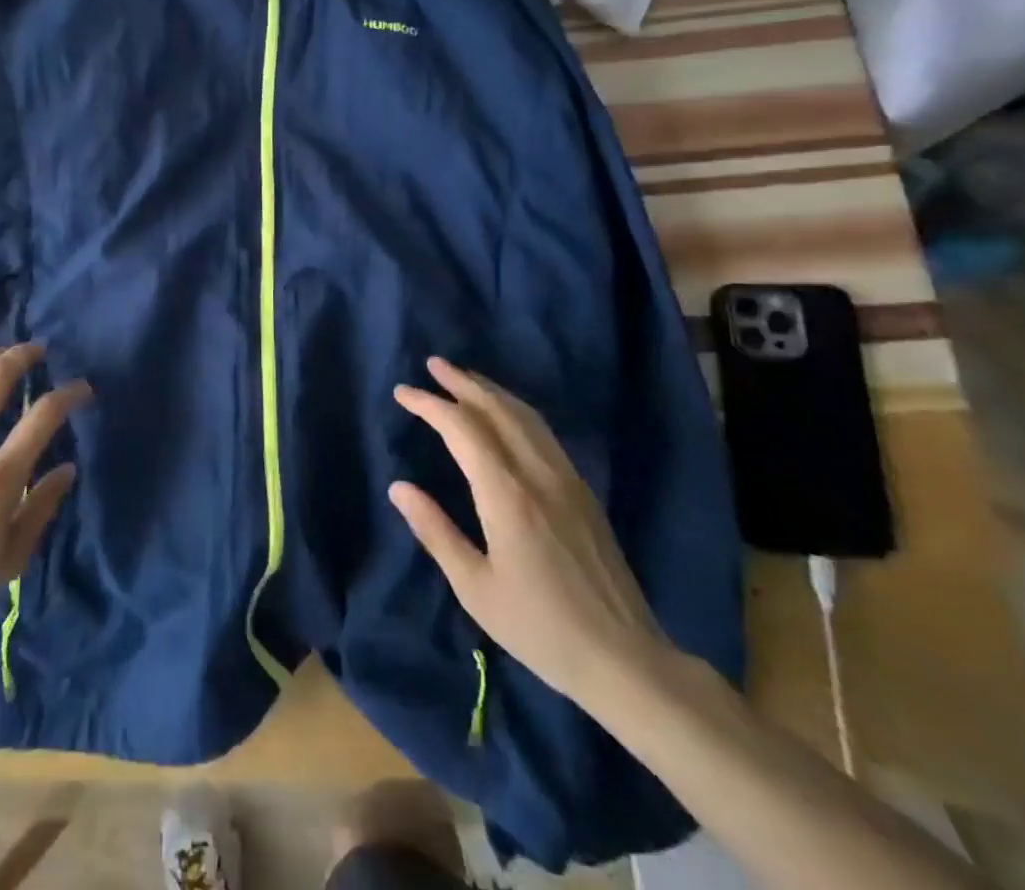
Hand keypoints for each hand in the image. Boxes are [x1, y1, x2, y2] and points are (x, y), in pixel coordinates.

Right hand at [389, 358, 671, 711]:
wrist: (625, 660)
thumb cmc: (540, 628)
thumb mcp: (475, 588)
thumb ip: (435, 531)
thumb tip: (398, 487)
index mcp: (507, 495)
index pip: (462, 429)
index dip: (430, 405)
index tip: (403, 392)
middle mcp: (538, 474)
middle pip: (497, 410)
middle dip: (462, 382)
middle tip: (433, 365)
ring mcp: (567, 479)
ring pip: (525, 416)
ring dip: (491, 390)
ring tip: (465, 378)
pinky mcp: (583, 492)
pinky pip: (544, 433)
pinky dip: (516, 410)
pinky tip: (506, 415)